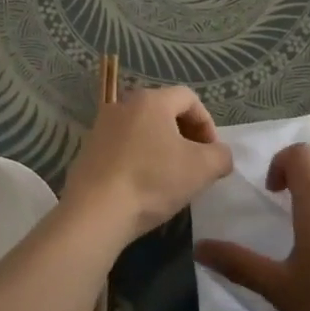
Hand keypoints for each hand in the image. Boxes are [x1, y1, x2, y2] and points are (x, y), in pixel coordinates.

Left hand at [63, 86, 234, 246]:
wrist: (95, 211)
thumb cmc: (152, 181)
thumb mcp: (202, 169)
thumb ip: (221, 156)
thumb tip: (219, 155)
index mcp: (151, 100)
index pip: (189, 98)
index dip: (207, 123)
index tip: (212, 152)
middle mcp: (123, 105)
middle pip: (164, 111)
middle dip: (186, 135)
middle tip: (195, 163)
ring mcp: (101, 127)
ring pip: (143, 130)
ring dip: (162, 148)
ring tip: (171, 177)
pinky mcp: (88, 150)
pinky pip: (123, 147)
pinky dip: (140, 159)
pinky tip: (144, 186)